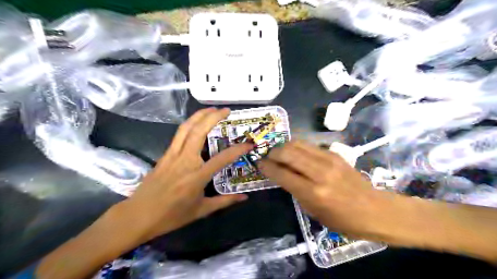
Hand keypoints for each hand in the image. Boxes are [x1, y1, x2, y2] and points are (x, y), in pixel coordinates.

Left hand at [121, 108, 252, 242]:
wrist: (138, 216)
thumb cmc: (172, 216)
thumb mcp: (201, 210)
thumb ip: (225, 201)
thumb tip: (245, 198)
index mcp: (197, 176)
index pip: (222, 158)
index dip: (238, 150)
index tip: (248, 144)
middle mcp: (185, 161)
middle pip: (199, 132)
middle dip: (213, 117)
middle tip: (225, 110)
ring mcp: (172, 155)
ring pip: (186, 128)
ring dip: (199, 115)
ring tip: (211, 109)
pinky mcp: (164, 155)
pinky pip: (178, 135)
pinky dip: (189, 124)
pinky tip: (195, 123)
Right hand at [258, 141, 385, 237]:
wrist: (375, 210)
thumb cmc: (343, 220)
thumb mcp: (314, 213)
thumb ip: (296, 192)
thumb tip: (283, 175)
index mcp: (313, 193)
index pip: (282, 173)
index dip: (267, 167)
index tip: (259, 164)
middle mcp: (319, 173)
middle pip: (288, 152)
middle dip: (273, 153)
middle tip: (269, 157)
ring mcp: (329, 160)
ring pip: (297, 143)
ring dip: (284, 146)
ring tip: (280, 153)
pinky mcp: (335, 153)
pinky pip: (309, 145)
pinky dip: (298, 147)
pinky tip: (296, 154)